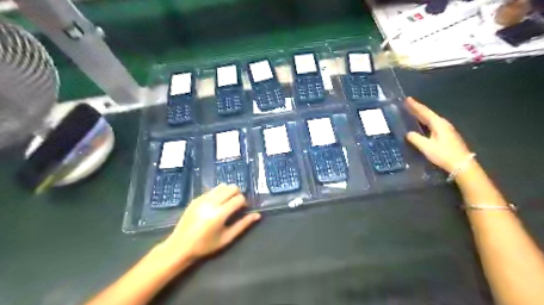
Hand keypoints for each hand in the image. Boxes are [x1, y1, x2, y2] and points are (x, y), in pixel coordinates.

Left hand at [162, 184, 259, 262]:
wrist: (180, 246)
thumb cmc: (205, 245)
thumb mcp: (227, 238)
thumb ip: (243, 225)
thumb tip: (257, 215)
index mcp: (220, 214)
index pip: (239, 198)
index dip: (244, 202)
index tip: (243, 209)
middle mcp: (211, 202)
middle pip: (232, 187)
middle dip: (237, 194)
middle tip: (236, 205)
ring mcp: (202, 198)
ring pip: (222, 186)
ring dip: (228, 192)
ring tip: (226, 203)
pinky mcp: (196, 198)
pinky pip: (212, 190)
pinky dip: (218, 194)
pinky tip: (216, 205)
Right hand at [403, 98, 471, 172]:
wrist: (462, 164)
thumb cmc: (443, 154)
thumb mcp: (426, 147)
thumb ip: (416, 139)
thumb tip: (408, 133)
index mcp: (438, 124)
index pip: (424, 112)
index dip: (415, 106)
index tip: (407, 99)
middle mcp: (443, 124)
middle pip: (428, 114)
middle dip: (417, 109)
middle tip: (407, 104)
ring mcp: (446, 130)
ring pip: (431, 119)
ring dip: (421, 115)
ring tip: (413, 112)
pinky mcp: (446, 136)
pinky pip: (433, 124)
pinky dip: (425, 121)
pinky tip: (422, 124)